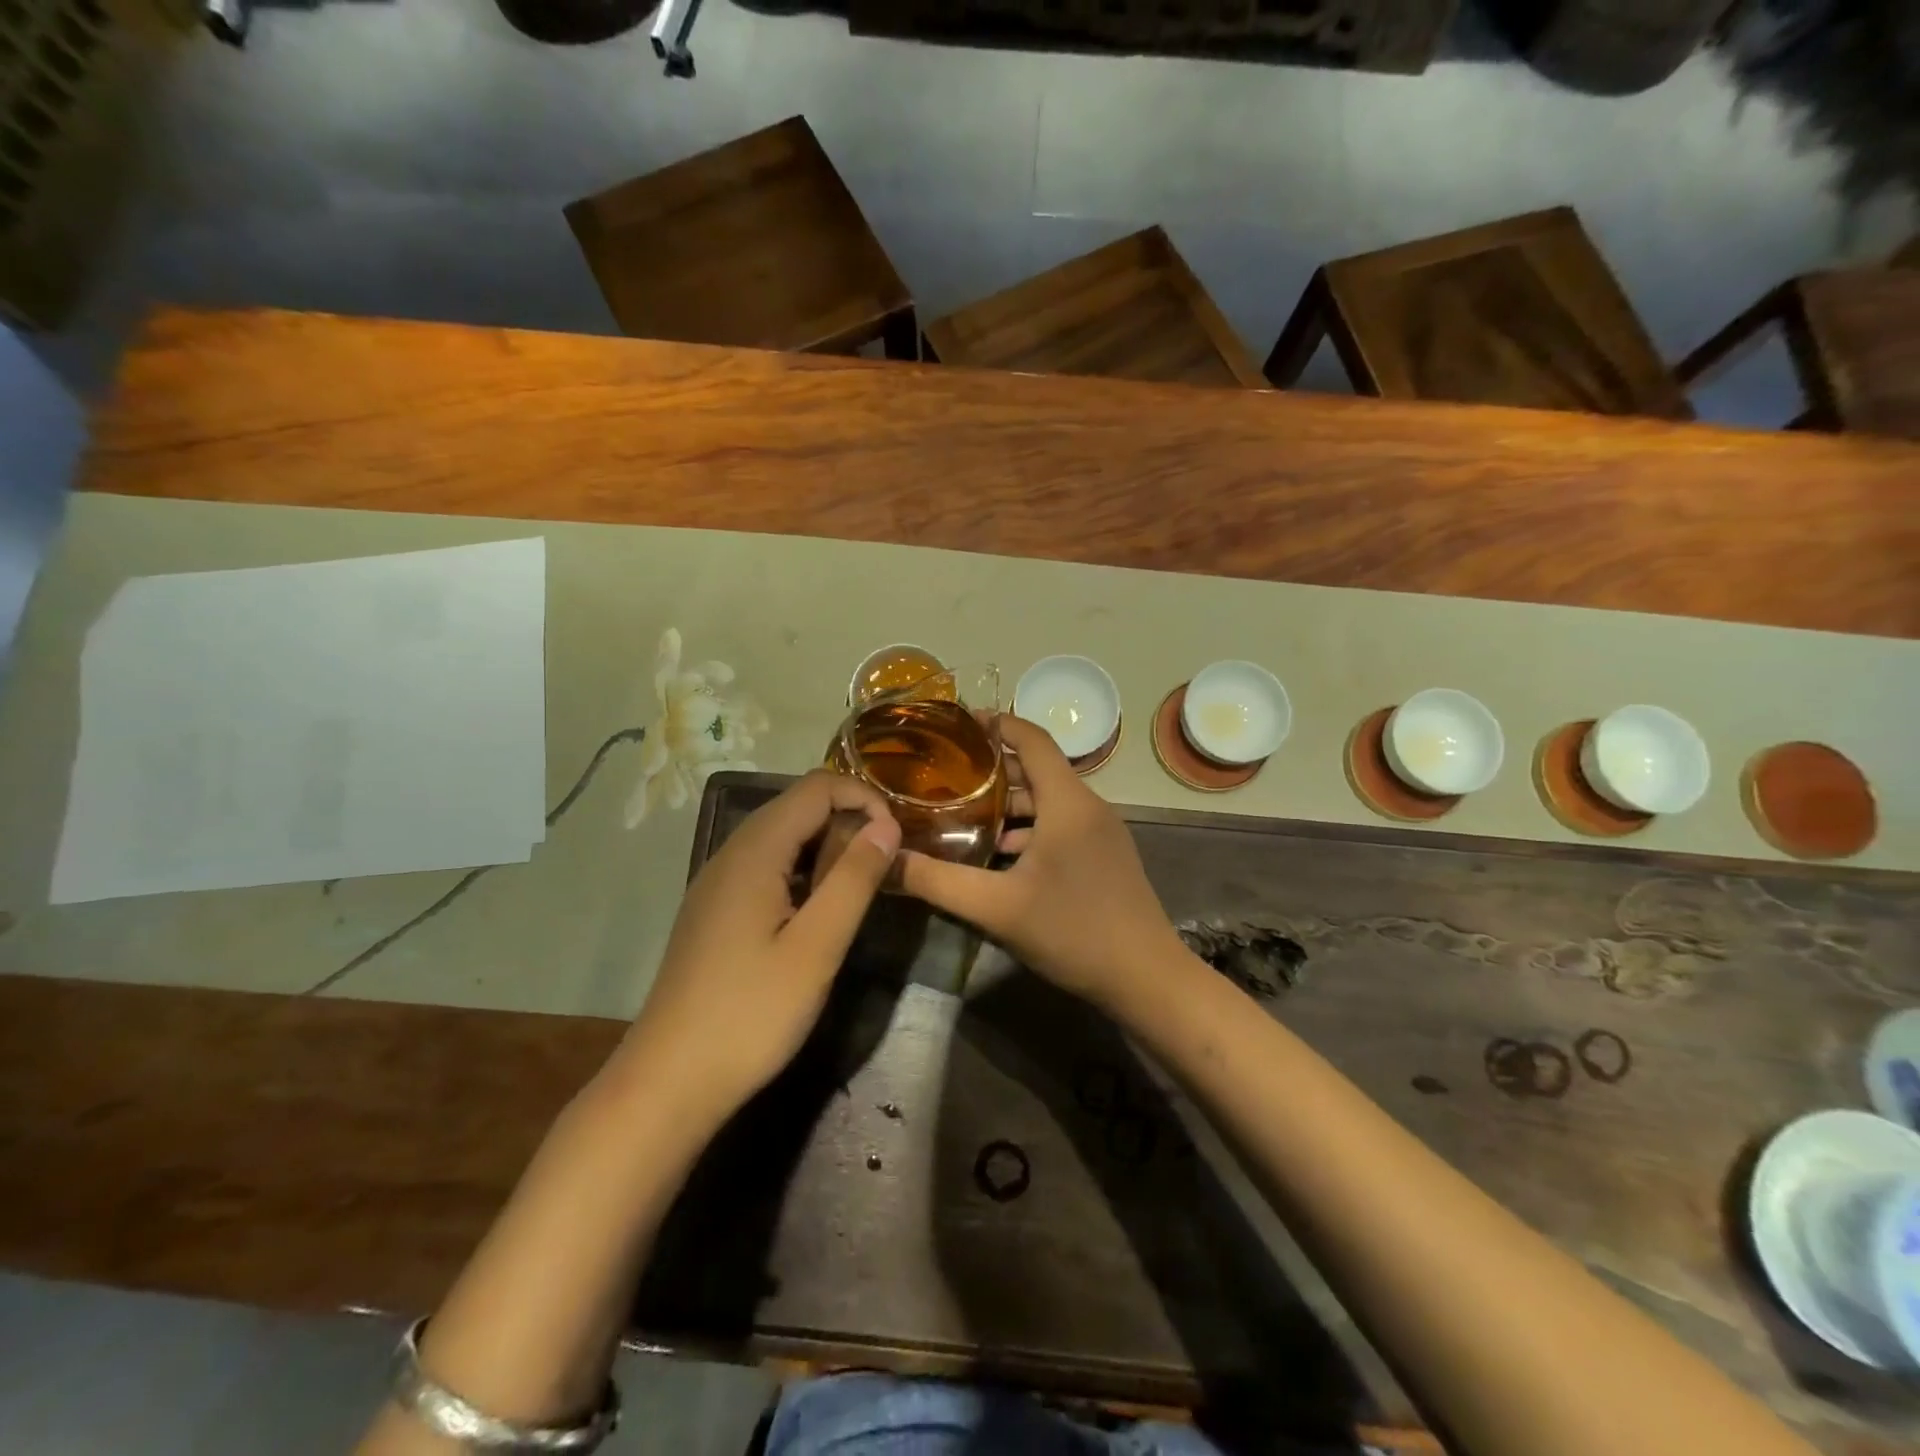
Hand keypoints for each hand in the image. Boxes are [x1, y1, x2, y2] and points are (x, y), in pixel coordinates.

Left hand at [617, 771, 900, 1123]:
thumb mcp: (817, 947)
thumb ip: (854, 879)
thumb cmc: (750, 1014)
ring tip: (859, 886)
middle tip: (885, 864)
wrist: (668, 1081)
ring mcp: (717, 882)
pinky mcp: (714, 910)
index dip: (863, 797)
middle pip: (797, 806)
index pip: (816, 787)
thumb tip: (887, 824)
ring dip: (826, 847)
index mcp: (754, 851)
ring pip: (781, 837)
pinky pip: (766, 866)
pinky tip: (816, 911)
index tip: (896, 837)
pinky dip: (802, 871)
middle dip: (848, 820)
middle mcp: (730, 853)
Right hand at [897, 715, 1186, 1009]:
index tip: (956, 723)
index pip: (1032, 739)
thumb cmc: (1073, 932)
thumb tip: (886, 862)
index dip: (996, 725)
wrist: (1146, 979)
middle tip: (944, 773)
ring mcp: (1101, 832)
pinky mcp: (1104, 856)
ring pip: (1048, 801)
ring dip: (1008, 803)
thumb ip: (937, 882)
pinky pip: (1060, 825)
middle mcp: (1088, 806)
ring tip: (962, 811)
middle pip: (1036, 769)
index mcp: (1068, 802)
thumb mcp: (996, 908)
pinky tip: (999, 854)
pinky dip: (1028, 828)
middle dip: (991, 768)